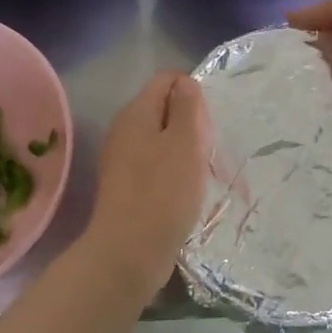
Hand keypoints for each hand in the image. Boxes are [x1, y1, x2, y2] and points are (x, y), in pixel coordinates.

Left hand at [86, 71, 211, 294]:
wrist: (129, 253)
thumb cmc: (163, 192)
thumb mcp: (185, 142)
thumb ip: (187, 107)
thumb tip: (185, 83)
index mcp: (135, 113)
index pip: (166, 79)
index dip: (192, 91)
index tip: (209, 121)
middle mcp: (124, 131)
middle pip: (164, 109)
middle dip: (191, 123)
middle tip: (208, 149)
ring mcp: (122, 160)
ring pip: (162, 139)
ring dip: (185, 150)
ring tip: (202, 172)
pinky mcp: (127, 187)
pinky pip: (156, 165)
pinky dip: (174, 172)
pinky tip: (186, 192)